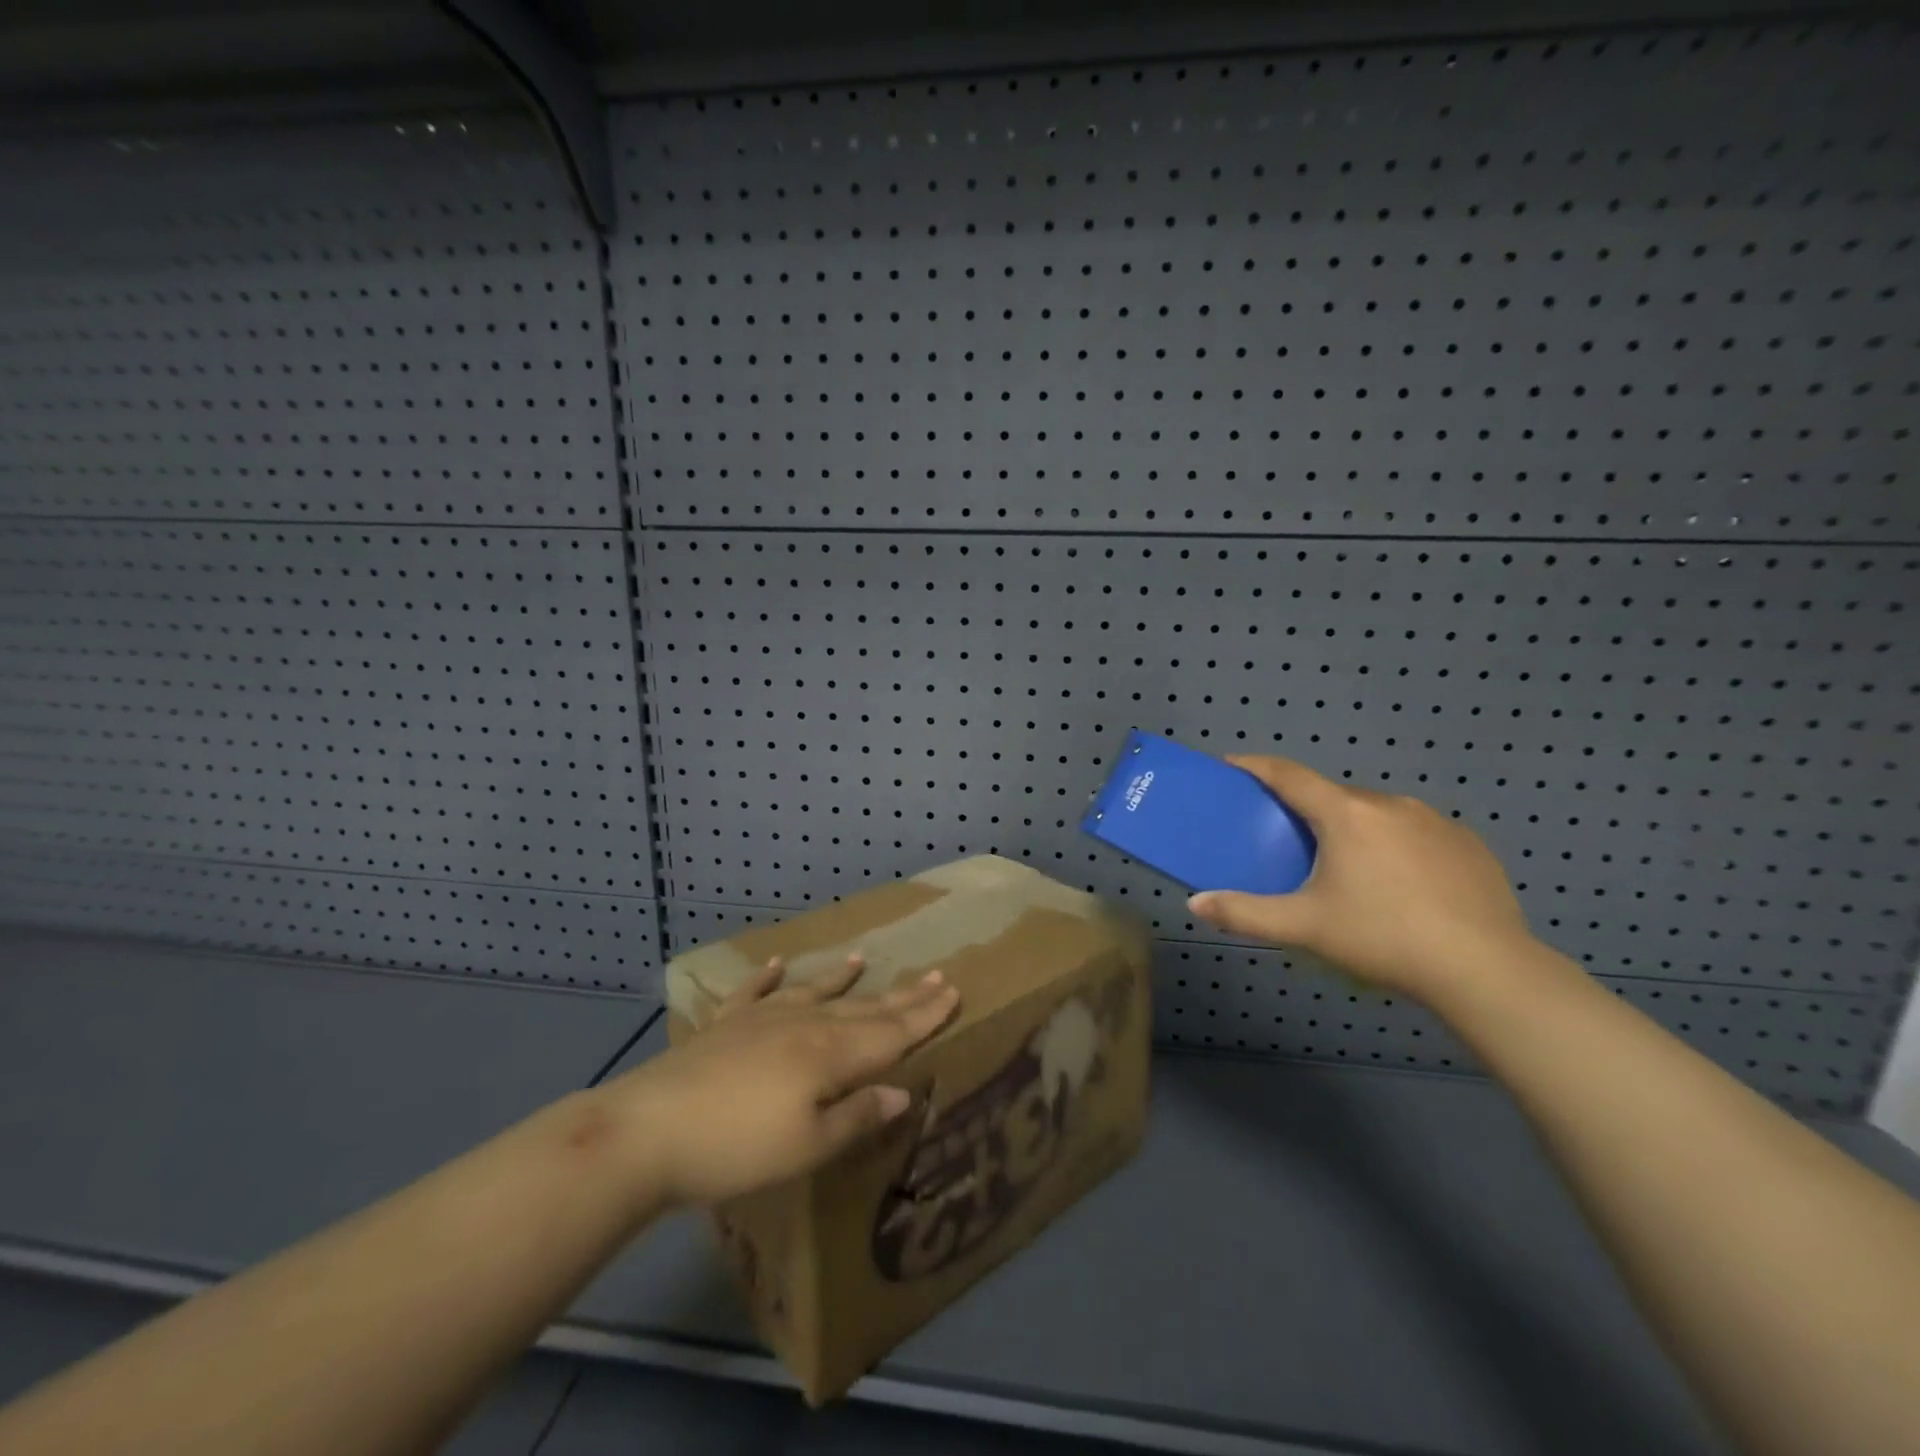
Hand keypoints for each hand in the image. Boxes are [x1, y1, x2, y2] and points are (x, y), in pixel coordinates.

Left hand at [610, 955, 959, 1207]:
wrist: (650, 1129)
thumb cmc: (738, 1148)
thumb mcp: (808, 1147)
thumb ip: (857, 1116)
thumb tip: (904, 1092)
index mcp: (831, 1054)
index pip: (891, 1031)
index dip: (925, 1014)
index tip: (953, 990)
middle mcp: (804, 1025)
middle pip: (863, 1008)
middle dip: (901, 994)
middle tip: (933, 973)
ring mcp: (762, 1019)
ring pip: (815, 993)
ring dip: (841, 978)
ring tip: (863, 959)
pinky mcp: (725, 1025)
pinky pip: (754, 993)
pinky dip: (769, 977)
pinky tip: (778, 963)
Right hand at [1187, 756, 1536, 1000]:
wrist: (1485, 969)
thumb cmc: (1383, 937)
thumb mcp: (1304, 927)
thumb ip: (1245, 913)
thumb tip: (1196, 903)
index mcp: (1346, 814)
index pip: (1289, 775)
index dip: (1256, 766)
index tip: (1232, 764)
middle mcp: (1389, 804)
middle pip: (1334, 796)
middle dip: (1307, 809)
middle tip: (1291, 841)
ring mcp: (1435, 820)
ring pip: (1378, 814)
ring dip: (1354, 828)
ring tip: (1350, 870)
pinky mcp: (1468, 844)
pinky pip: (1417, 832)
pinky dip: (1397, 845)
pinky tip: (1401, 885)